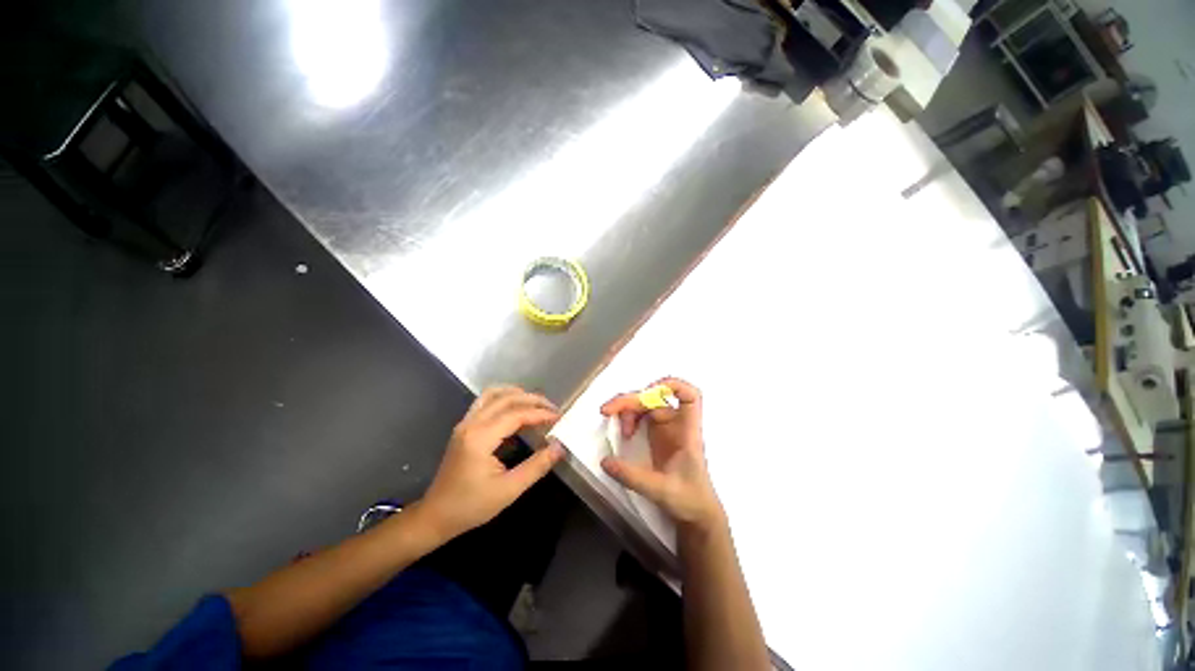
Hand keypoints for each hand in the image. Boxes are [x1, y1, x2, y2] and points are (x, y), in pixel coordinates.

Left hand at [421, 387, 564, 538]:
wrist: (435, 516)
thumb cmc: (471, 506)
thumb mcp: (509, 490)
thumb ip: (536, 466)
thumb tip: (560, 447)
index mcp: (480, 438)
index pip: (516, 414)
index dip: (540, 413)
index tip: (559, 417)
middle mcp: (471, 424)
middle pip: (506, 398)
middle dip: (532, 400)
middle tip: (552, 408)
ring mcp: (465, 423)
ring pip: (492, 394)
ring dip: (516, 394)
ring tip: (536, 404)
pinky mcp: (464, 427)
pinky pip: (485, 402)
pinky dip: (504, 399)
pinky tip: (516, 409)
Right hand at [600, 378, 724, 529]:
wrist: (697, 516)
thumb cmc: (689, 500)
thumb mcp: (661, 490)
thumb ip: (633, 477)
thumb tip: (605, 461)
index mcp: (687, 431)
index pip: (689, 396)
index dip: (671, 386)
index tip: (648, 392)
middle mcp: (677, 424)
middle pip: (655, 398)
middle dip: (631, 400)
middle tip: (607, 410)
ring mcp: (667, 429)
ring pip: (646, 405)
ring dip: (628, 410)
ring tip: (621, 431)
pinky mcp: (658, 436)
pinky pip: (641, 417)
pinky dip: (630, 419)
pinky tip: (625, 433)